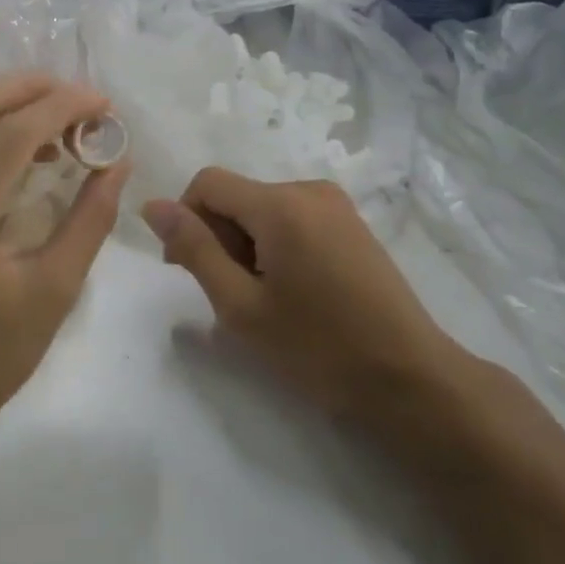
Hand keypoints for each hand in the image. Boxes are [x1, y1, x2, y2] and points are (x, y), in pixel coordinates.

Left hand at [0, 73, 129, 444]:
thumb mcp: (54, 291)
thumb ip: (90, 219)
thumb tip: (117, 161)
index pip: (9, 135)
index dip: (61, 107)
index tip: (103, 104)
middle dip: (31, 87)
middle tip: (81, 97)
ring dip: (9, 102)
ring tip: (61, 115)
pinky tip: (26, 144)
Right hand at [143, 169, 470, 419]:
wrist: (411, 380)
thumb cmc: (319, 348)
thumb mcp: (241, 306)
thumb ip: (194, 249)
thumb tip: (153, 205)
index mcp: (280, 204)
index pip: (207, 183)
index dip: (186, 220)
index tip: (188, 271)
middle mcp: (308, 189)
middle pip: (237, 196)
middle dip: (220, 237)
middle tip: (231, 297)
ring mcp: (336, 205)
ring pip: (264, 209)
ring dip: (247, 244)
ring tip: (265, 299)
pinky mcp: (352, 223)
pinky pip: (293, 218)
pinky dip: (276, 245)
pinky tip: (294, 291)